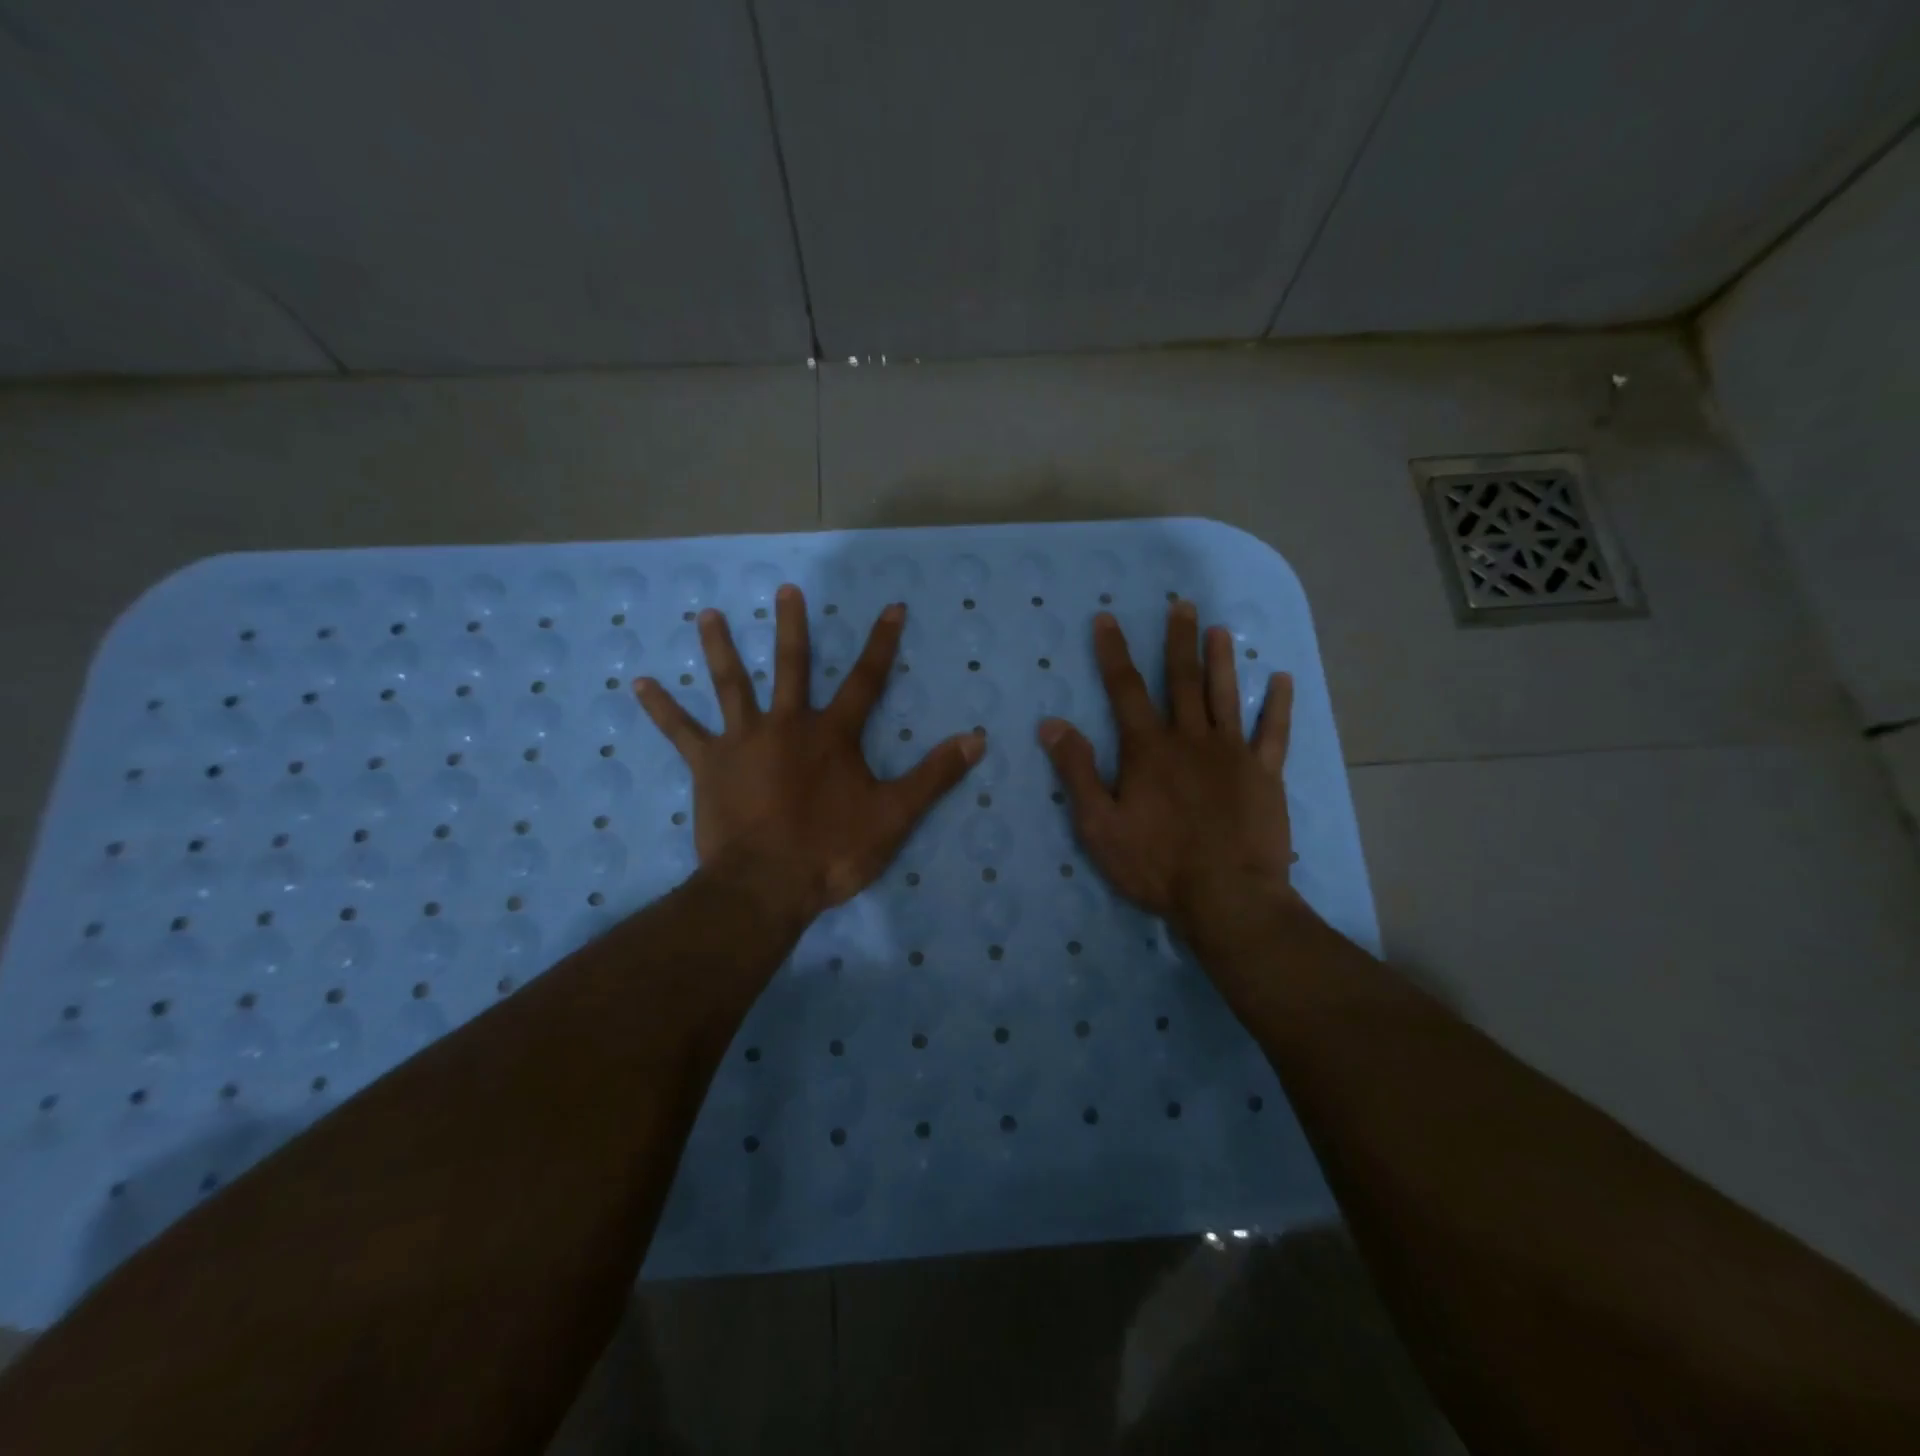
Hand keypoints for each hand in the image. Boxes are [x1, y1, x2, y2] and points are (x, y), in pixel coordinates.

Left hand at [636, 586, 983, 923]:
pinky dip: (662, 708)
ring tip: (707, 614)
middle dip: (793, 627)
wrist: (766, 884)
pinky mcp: (709, 765)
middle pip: (792, 666)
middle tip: (785, 589)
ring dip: (720, 647)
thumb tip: (977, 738)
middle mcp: (787, 724)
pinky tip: (639, 684)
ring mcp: (743, 741)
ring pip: (731, 684)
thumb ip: (934, 775)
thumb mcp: (895, 815)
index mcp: (833, 734)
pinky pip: (682, 731)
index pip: (867, 679)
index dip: (882, 643)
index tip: (892, 606)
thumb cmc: (832, 850)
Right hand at [1037, 602, 1298, 948]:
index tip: (1107, 619)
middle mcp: (1191, 739)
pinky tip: (1281, 680)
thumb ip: (1077, 771)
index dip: (1113, 653)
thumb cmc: (1155, 864)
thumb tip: (1052, 723)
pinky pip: (1274, 732)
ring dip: (1222, 661)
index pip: (1125, 689)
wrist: (1226, 897)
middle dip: (1177, 641)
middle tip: (1181, 605)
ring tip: (1220, 629)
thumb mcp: (1099, 824)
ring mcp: (1233, 754)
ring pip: (1226, 695)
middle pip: (1181, 680)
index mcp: (1148, 749)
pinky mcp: (1265, 774)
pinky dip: (1278, 705)